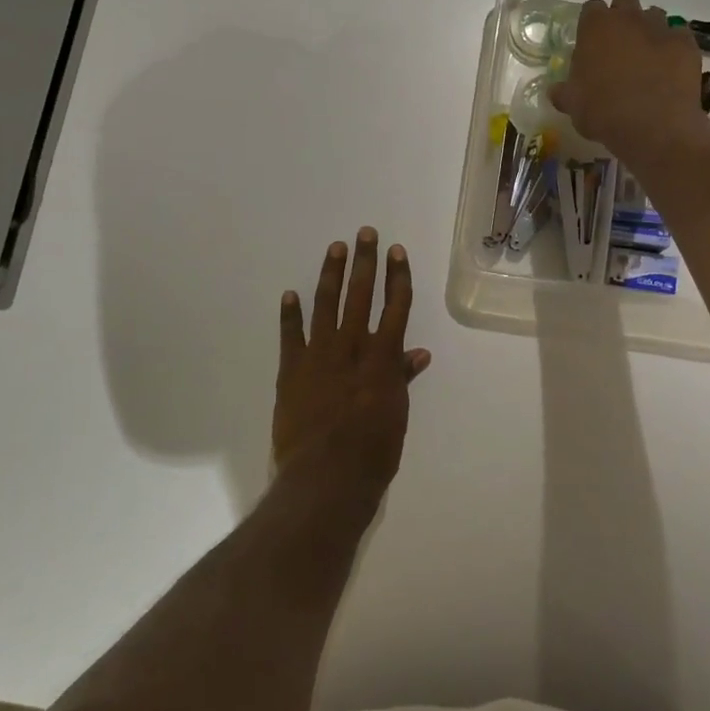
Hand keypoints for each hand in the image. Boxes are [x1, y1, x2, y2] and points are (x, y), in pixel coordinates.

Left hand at [274, 229, 431, 507]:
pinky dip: (290, 314)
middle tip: (364, 233)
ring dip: (330, 275)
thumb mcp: (396, 415)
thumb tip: (419, 353)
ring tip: (334, 248)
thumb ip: (402, 379)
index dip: (398, 277)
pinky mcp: (291, 371)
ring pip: (326, 305)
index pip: (395, 306)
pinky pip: (290, 336)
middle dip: (365, 262)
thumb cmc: (372, 451)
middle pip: (361, 295)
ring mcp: (318, 356)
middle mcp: (352, 347)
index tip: (397, 251)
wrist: (325, 477)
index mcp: (382, 358)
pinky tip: (290, 293)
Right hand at [549, 0, 705, 164]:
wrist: (653, 126)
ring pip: (654, 15)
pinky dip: (674, 46)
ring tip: (646, 57)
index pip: (591, 9)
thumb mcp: (573, 105)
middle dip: (622, 18)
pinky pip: (679, 36)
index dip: (591, 24)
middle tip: (619, 46)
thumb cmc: (603, 112)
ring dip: (648, 30)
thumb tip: (556, 90)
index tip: (591, 43)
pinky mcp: (686, 43)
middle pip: (624, 2)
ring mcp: (660, 28)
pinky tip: (670, 68)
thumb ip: (564, 91)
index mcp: (595, 27)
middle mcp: (628, 18)